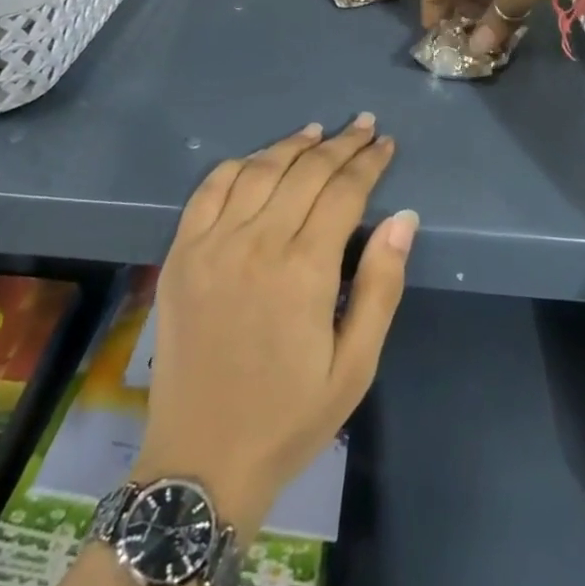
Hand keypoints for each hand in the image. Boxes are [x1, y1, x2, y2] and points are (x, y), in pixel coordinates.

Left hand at [137, 116, 414, 540]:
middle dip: (339, 144)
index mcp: (303, 271)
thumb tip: (403, 218)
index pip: (344, 192)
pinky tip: (258, 159)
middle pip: (305, 172)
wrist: (202, 459)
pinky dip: (237, 165)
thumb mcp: (354, 366)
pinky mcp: (181, 253)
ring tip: (317, 132)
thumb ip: (380, 286)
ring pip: (258, 170)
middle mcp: (256, 243)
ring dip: (291, 145)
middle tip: (362, 126)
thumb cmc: (290, 417)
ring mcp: (212, 244)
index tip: (384, 143)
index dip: (368, 162)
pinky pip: (209, 189)